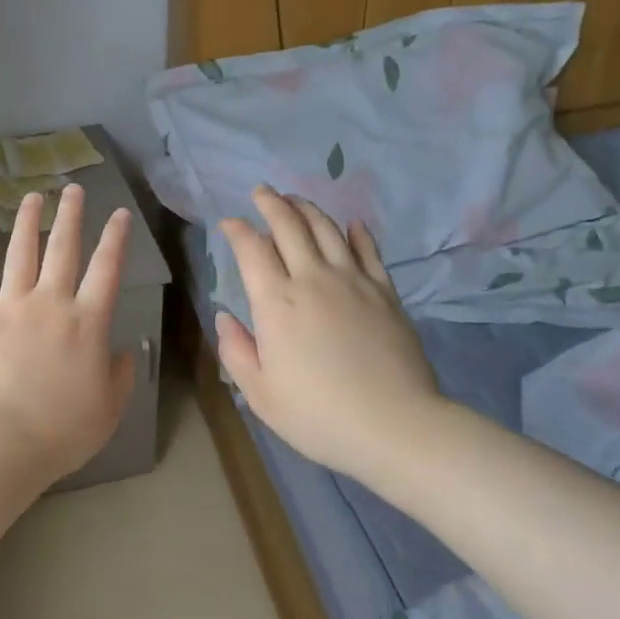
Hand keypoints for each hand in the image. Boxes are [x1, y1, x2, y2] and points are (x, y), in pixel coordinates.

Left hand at [0, 184, 136, 487]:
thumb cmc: (63, 429)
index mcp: (87, 322)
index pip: (107, 269)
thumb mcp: (109, 408)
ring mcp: (10, 308)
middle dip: (70, 216)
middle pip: (62, 249)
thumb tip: (124, 351)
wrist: (2, 441)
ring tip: (32, 198)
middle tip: (73, 189)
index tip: (120, 214)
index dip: (116, 239)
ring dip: (26, 224)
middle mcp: (50, 303)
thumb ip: (120, 374)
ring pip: (19, 255)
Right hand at [215, 186, 444, 484]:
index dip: (237, 230)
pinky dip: (357, 233)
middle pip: (289, 226)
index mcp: (276, 304)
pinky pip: (368, 251)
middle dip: (271, 204)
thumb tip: (224, 316)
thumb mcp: (260, 394)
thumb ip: (236, 351)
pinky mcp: (385, 292)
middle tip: (261, 192)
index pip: (251, 250)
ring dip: (308, 209)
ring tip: (296, 199)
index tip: (229, 223)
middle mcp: (312, 280)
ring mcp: (353, 282)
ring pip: (327, 230)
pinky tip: (351, 224)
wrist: (394, 426)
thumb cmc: (318, 415)